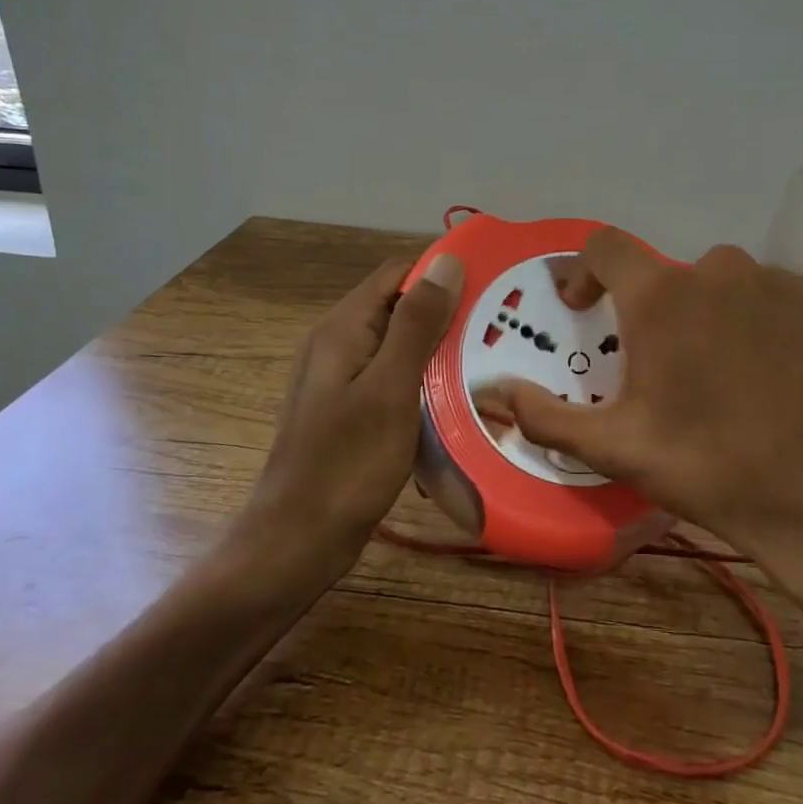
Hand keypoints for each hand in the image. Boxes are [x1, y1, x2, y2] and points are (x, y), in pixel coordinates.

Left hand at [241, 252, 462, 573]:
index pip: (399, 274)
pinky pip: (398, 380)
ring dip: (442, 351)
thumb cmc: (347, 464)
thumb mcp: (390, 389)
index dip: (443, 273)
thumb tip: (447, 261)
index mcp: (344, 328)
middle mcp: (341, 344)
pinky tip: (459, 401)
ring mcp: (346, 379)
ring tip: (492, 361)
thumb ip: (417, 324)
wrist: (298, 542)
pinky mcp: (355, 410)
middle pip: (401, 308)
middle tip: (504, 330)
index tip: (494, 286)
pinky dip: (428, 382)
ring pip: (403, 346)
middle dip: (449, 314)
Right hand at [494, 230, 802, 632]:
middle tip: (650, 366)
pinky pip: (757, 295)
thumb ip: (544, 416)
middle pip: (661, 273)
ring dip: (696, 312)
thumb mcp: (615, 448)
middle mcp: (715, 271)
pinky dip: (742, 318)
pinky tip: (753, 370)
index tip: (583, 310)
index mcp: (660, 295)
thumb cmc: (709, 467)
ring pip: (712, 282)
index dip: (583, 271)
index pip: (604, 246)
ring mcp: (769, 284)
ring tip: (704, 370)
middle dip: (644, 309)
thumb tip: (495, 392)